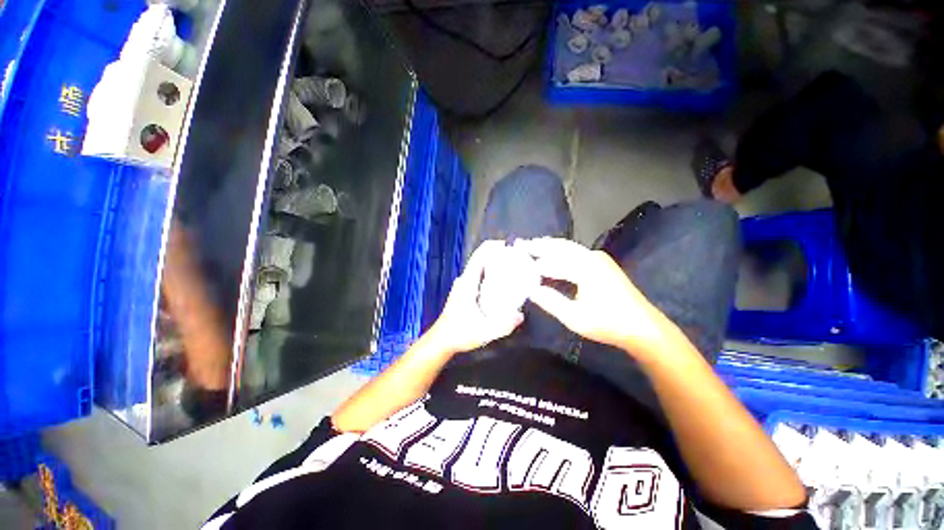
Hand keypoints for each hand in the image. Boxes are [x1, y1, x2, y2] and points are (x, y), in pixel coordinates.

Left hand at [428, 240, 524, 354]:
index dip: (492, 247)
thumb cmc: (459, 334)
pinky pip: (478, 277)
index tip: (509, 246)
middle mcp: (464, 280)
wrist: (441, 341)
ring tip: (511, 268)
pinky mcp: (463, 292)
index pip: (479, 256)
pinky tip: (500, 284)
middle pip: (481, 260)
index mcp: (468, 283)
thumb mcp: (483, 332)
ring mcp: (462, 286)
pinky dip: (489, 274)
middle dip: (498, 255)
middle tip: (516, 259)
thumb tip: (520, 316)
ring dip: (493, 265)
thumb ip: (503, 325)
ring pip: (479, 269)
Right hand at [516, 238, 672, 358]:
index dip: (533, 262)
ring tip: (532, 245)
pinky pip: (575, 252)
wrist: (643, 327)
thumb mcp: (575, 317)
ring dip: (550, 246)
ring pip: (568, 247)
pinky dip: (560, 251)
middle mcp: (591, 257)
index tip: (516, 260)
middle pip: (560, 246)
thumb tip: (531, 290)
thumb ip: (551, 301)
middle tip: (520, 244)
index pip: (552, 262)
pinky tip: (554, 255)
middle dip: (539, 245)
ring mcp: (598, 258)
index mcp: (584, 268)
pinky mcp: (602, 263)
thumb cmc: (608, 323)